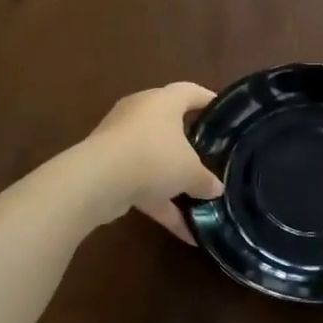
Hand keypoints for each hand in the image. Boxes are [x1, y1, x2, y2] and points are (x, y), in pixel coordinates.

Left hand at [84, 83, 223, 242]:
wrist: (98, 180)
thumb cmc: (154, 157)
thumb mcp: (190, 171)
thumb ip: (206, 180)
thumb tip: (216, 189)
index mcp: (162, 101)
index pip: (190, 92)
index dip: (208, 100)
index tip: (224, 113)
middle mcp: (139, 114)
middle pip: (170, 125)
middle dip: (189, 145)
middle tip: (211, 158)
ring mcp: (120, 141)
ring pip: (154, 157)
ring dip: (174, 181)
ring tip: (200, 202)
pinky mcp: (108, 168)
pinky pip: (141, 183)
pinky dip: (160, 203)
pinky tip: (184, 231)